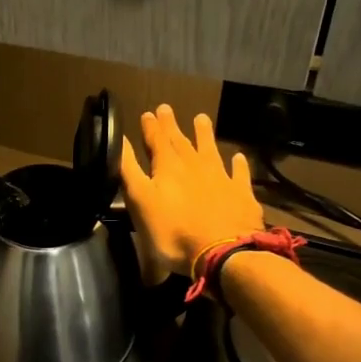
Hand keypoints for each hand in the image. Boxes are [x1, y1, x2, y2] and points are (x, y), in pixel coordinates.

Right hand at [120, 105, 263, 278]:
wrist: (223, 252)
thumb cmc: (173, 231)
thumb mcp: (140, 201)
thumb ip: (129, 170)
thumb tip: (119, 139)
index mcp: (167, 167)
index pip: (156, 141)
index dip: (150, 127)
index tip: (147, 113)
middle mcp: (194, 166)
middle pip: (181, 141)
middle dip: (171, 125)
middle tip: (166, 108)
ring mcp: (221, 178)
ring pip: (211, 150)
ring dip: (204, 134)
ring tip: (201, 118)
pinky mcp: (241, 195)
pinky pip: (239, 174)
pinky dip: (238, 164)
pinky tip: (238, 157)